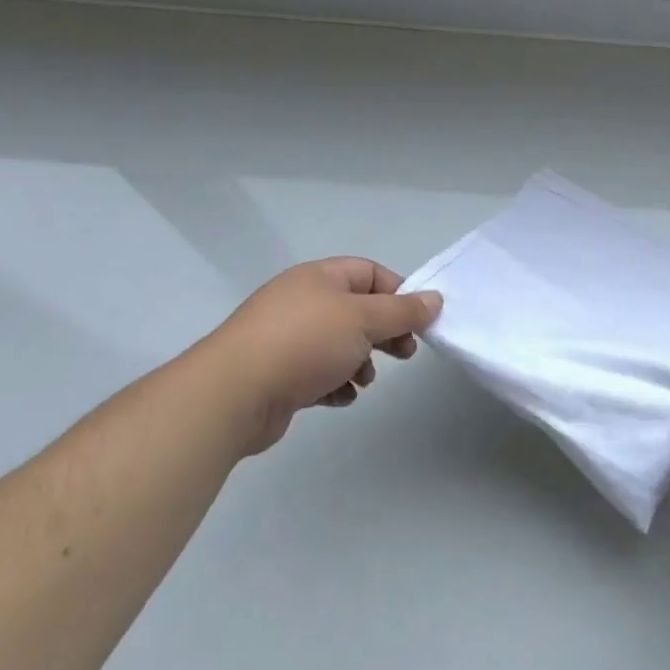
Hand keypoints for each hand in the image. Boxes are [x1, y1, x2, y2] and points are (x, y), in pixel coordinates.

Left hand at [197, 257, 442, 455]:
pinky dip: (336, 384)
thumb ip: (403, 311)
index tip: (418, 321)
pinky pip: (319, 373)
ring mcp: (286, 338)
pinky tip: (340, 396)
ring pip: (340, 345)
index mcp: (319, 278)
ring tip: (364, 380)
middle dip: (384, 333)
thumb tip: (435, 299)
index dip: (399, 293)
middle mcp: (302, 302)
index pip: (370, 273)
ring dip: (361, 362)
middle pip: (358, 311)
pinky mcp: (278, 374)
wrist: (233, 394)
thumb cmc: (304, 343)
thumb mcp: (364, 320)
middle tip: (404, 353)